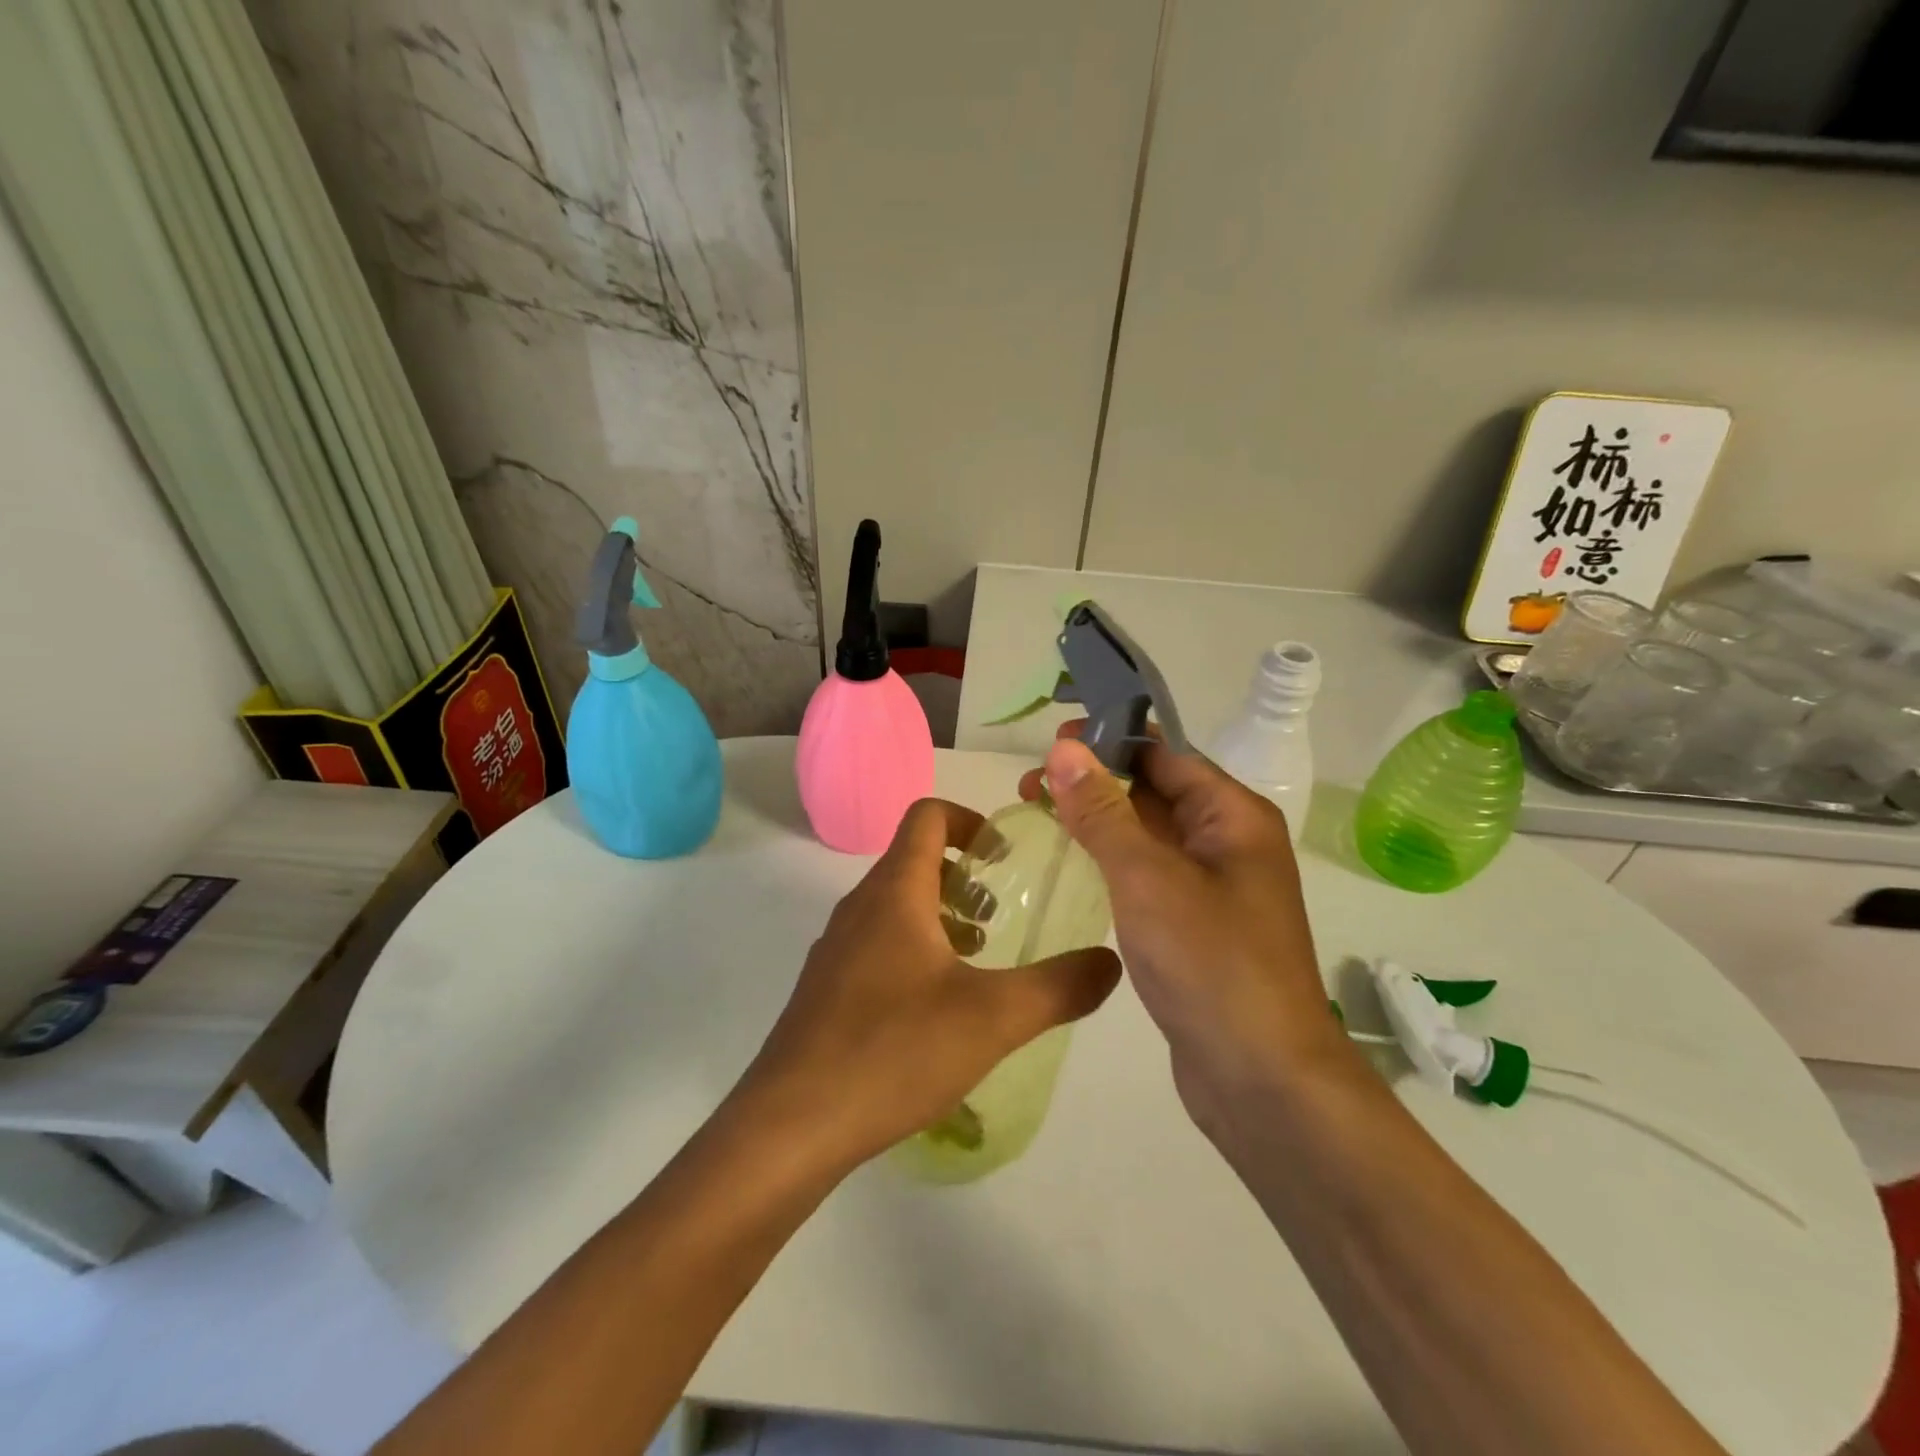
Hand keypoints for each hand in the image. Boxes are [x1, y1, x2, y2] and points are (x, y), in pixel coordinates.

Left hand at [735, 798, 1120, 1173]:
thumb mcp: (993, 1018)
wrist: (791, 1125)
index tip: (1006, 858)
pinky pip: (878, 944)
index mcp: (895, 891)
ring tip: (979, 962)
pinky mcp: (827, 989)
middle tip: (1002, 917)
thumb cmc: (893, 1051)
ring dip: (941, 916)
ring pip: (896, 906)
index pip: (928, 816)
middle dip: (965, 877)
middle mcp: (860, 907)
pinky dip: (915, 951)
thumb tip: (1110, 961)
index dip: (971, 821)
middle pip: (914, 859)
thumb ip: (1060, 987)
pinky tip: (939, 1009)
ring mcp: (837, 948)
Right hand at [1019, 726, 1351, 1132]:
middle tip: (1029, 785)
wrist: (1262, 1079)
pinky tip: (1074, 862)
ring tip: (1039, 813)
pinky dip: (1111, 859)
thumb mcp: (1147, 877)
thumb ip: (1104, 811)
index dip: (1107, 740)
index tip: (1049, 743)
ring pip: (1148, 833)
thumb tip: (1065, 748)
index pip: (1164, 754)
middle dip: (1094, 780)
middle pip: (1154, 790)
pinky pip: (1148, 873)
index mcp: (1232, 816)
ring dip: (1098, 819)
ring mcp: (1212, 886)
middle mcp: (1228, 842)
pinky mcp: (1195, 924)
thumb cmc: (1209, 962)